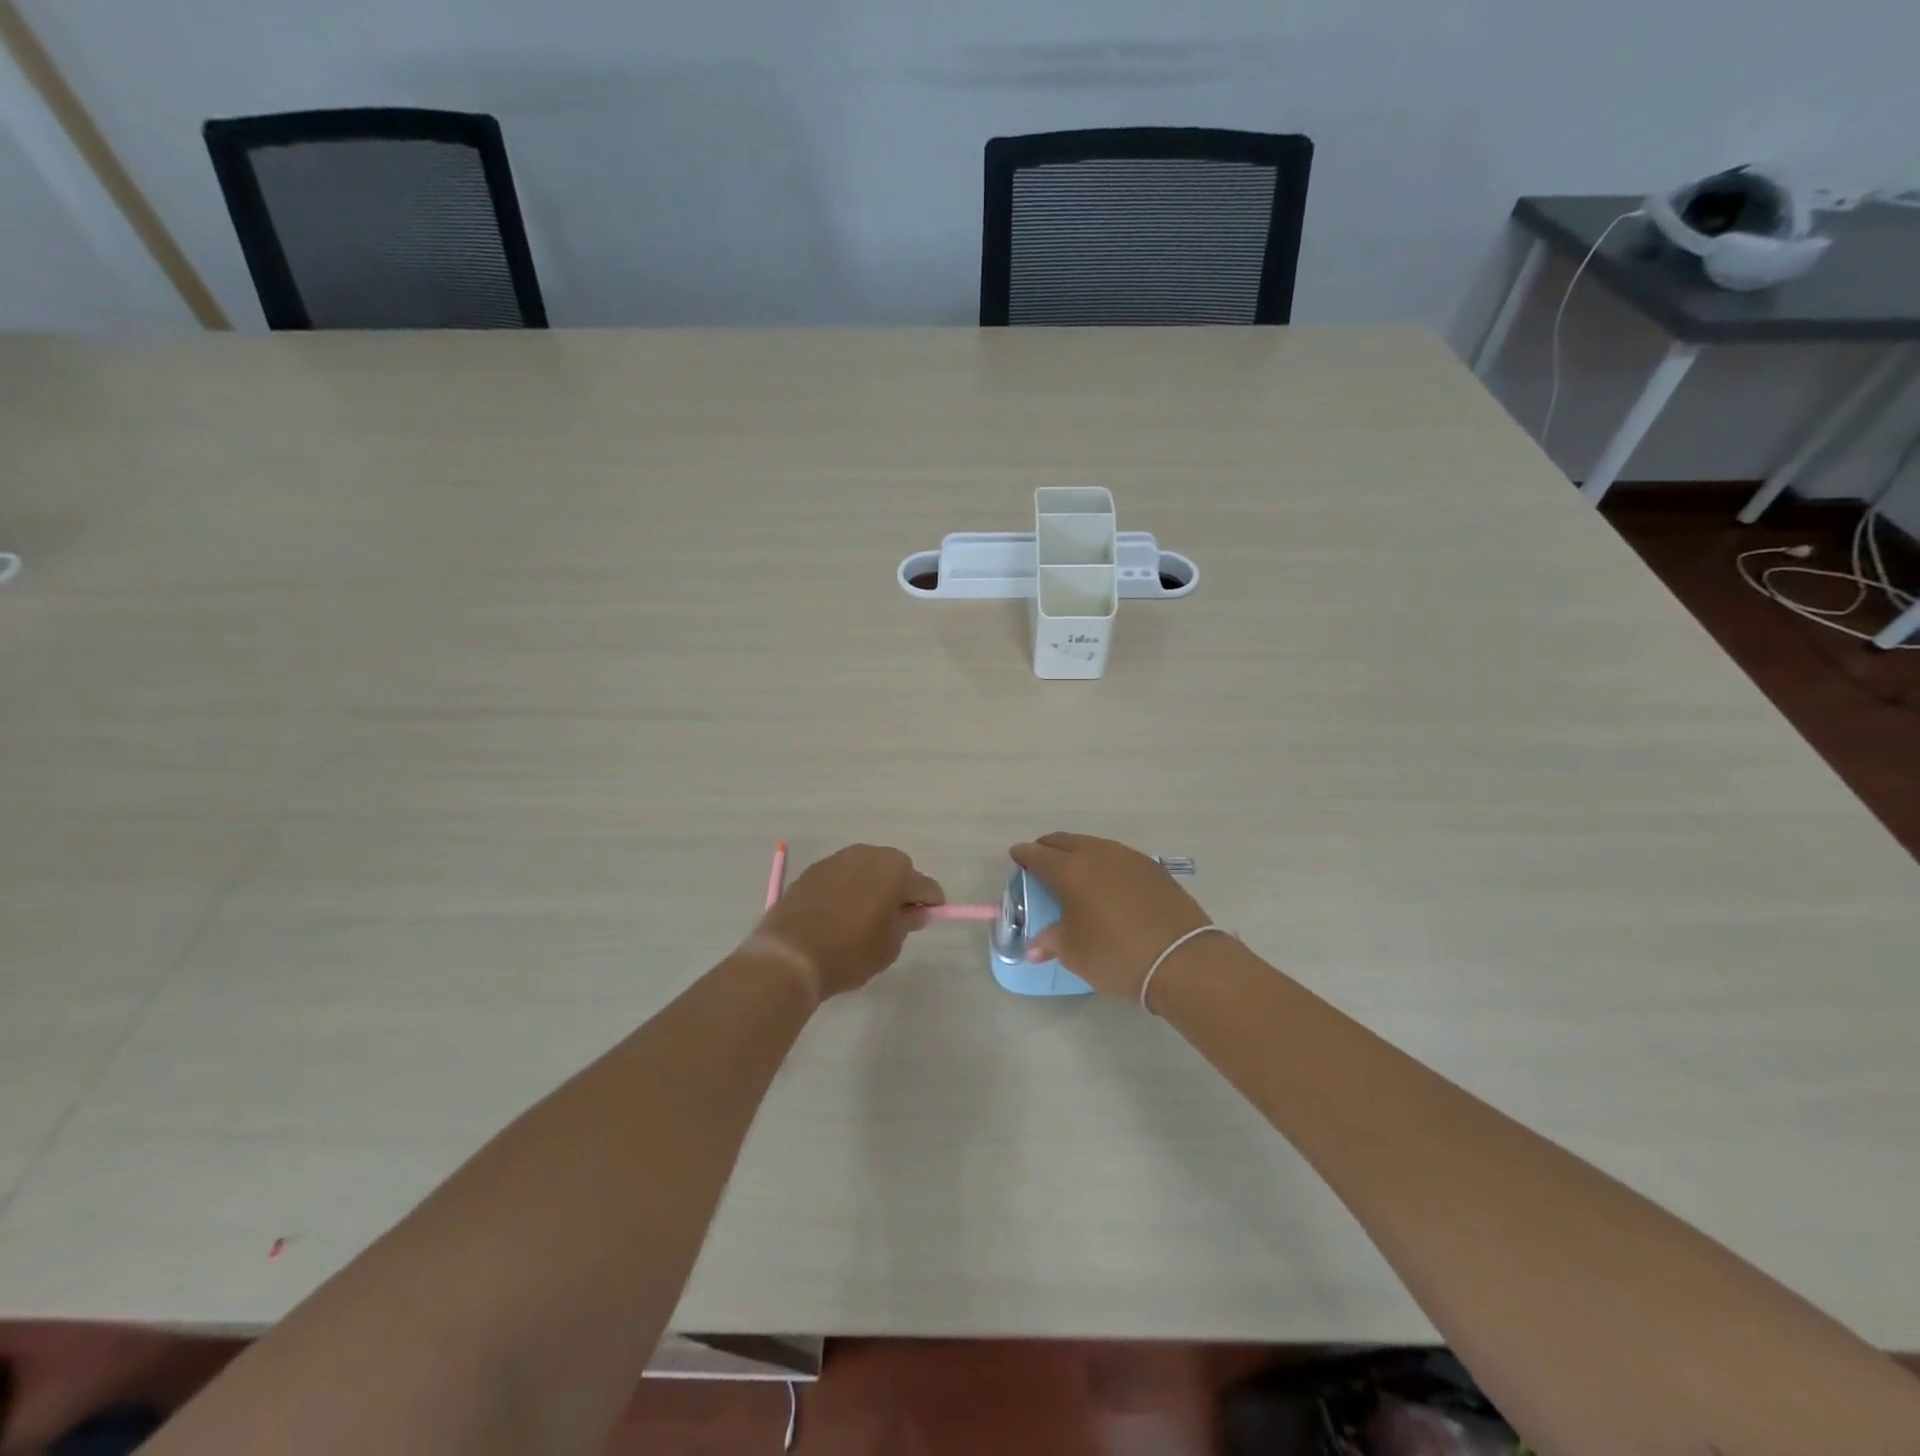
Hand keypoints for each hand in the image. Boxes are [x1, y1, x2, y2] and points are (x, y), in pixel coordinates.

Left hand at [750, 844, 943, 1000]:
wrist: (790, 954)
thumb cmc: (850, 951)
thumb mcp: (889, 946)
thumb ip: (907, 923)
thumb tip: (916, 911)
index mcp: (896, 870)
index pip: (926, 887)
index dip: (930, 905)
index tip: (924, 922)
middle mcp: (870, 854)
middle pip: (896, 871)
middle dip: (900, 891)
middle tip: (892, 921)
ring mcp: (839, 858)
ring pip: (867, 870)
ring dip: (872, 887)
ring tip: (862, 917)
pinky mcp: (814, 868)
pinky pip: (842, 876)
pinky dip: (847, 889)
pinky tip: (838, 914)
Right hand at [1009, 832, 1213, 999]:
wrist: (1182, 959)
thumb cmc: (1116, 955)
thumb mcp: (1075, 953)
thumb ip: (1051, 942)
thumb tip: (1034, 948)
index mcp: (1071, 870)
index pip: (1038, 855)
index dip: (1024, 855)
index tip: (1016, 855)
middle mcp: (1098, 854)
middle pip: (1065, 841)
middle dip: (1049, 848)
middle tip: (1040, 859)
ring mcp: (1129, 858)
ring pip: (1094, 845)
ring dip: (1078, 852)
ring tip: (1073, 869)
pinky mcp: (1153, 868)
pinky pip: (1118, 857)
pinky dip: (1104, 862)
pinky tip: (1107, 880)